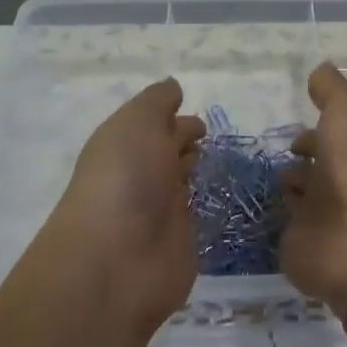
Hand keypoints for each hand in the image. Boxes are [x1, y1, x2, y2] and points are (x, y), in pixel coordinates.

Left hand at [39, 77, 205, 334]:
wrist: (119, 259)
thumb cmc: (126, 179)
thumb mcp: (138, 123)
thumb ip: (156, 102)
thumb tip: (173, 87)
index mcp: (124, 146)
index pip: (152, 127)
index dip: (174, 120)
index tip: (200, 119)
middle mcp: (141, 178)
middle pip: (166, 155)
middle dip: (185, 144)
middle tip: (214, 140)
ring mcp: (160, 213)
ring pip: (182, 185)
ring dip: (196, 174)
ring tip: (225, 165)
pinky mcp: (181, 244)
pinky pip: (198, 218)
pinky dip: (208, 207)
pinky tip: (227, 198)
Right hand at [280, 63, 346, 310]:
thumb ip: (332, 91)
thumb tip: (320, 69)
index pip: (334, 139)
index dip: (313, 133)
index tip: (292, 133)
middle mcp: (342, 184)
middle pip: (315, 169)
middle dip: (295, 161)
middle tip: (270, 156)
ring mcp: (322, 219)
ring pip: (298, 198)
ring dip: (284, 187)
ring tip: (259, 179)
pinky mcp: (300, 247)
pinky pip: (280, 228)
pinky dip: (269, 218)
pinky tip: (251, 206)